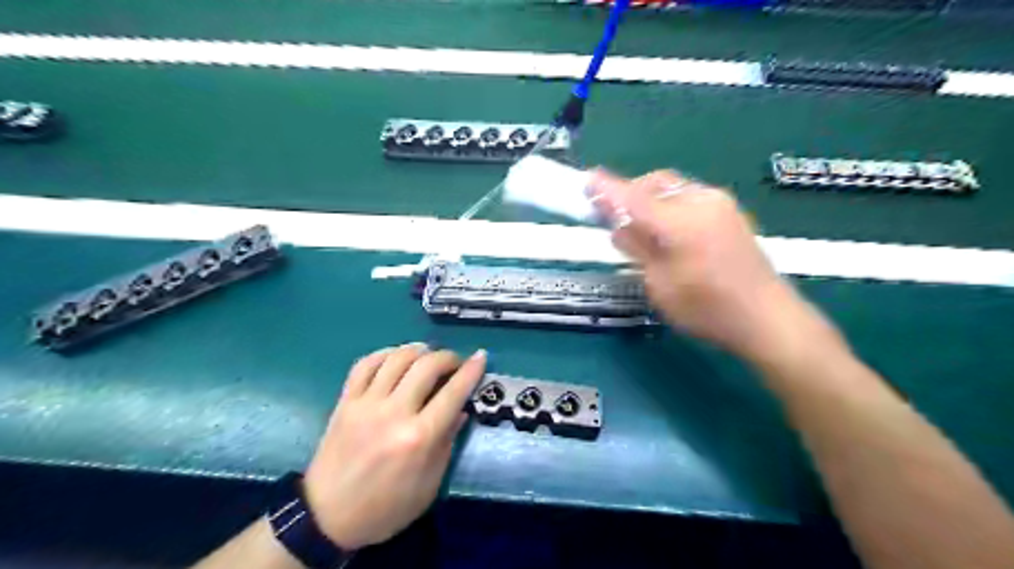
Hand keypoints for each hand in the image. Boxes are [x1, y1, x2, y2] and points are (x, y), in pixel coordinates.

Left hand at [302, 341, 484, 550]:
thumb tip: (460, 410)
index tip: (481, 356)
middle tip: (454, 363)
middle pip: (426, 365)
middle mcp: (394, 413)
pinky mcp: (345, 401)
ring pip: (397, 358)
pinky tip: (395, 358)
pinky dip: (384, 353)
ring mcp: (366, 404)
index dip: (471, 370)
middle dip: (447, 357)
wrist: (327, 517)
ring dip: (418, 350)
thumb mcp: (429, 485)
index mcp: (419, 437)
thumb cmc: (386, 507)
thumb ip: (447, 443)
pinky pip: (365, 363)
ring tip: (427, 355)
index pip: (453, 392)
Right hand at [587, 170, 831, 363]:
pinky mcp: (729, 211)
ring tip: (641, 226)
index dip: (607, 190)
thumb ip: (638, 248)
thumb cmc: (706, 309)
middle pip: (654, 183)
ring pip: (672, 188)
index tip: (587, 181)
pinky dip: (669, 205)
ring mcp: (719, 203)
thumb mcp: (660, 284)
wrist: (766, 317)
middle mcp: (699, 201)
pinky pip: (688, 196)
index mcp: (679, 222)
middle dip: (630, 193)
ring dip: (650, 199)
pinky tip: (667, 229)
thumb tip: (618, 226)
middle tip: (614, 216)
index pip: (633, 198)